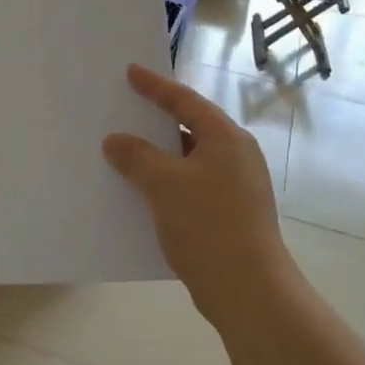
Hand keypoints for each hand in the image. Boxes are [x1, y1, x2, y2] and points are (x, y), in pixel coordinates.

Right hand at [103, 65, 295, 330]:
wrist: (248, 292)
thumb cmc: (209, 225)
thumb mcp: (165, 184)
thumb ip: (137, 156)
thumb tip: (115, 141)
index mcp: (226, 138)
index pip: (185, 101)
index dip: (156, 86)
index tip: (130, 71)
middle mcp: (235, 157)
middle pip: (189, 128)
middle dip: (154, 122)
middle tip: (124, 109)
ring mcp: (234, 188)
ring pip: (187, 161)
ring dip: (157, 158)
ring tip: (122, 152)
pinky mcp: (228, 215)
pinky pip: (189, 187)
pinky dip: (165, 184)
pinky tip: (140, 194)